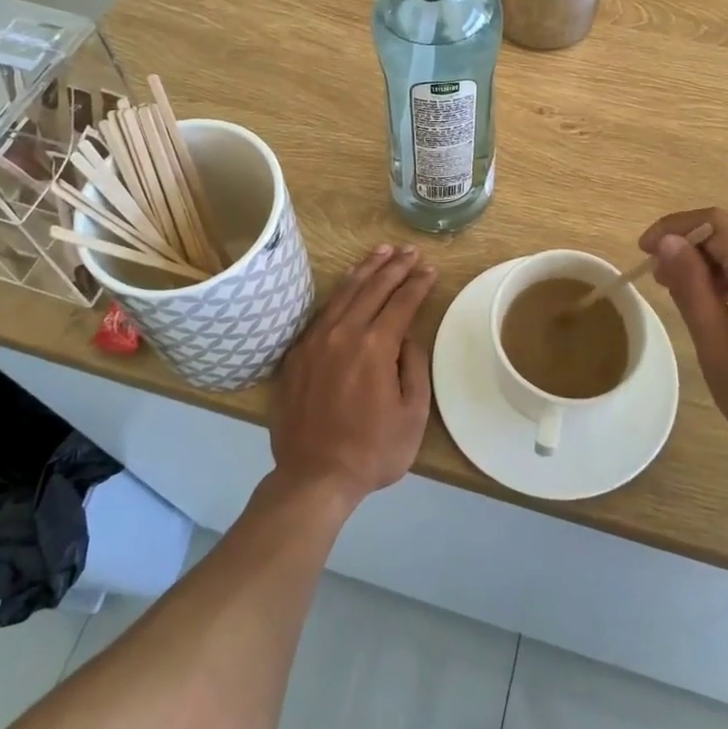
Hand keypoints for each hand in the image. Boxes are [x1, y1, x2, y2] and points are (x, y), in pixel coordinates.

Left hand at [269, 244, 436, 512]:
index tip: (430, 269)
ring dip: (366, 268)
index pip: (402, 301)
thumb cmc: (372, 451)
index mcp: (376, 346)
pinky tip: (348, 283)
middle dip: (395, 266)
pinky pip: (322, 311)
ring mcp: (316, 340)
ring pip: (345, 292)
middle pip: (373, 287)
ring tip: (381, 251)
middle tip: (410, 251)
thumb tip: (407, 337)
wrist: (313, 477)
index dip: (418, 282)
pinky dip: (340, 291)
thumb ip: (414, 367)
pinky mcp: (297, 352)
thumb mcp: (413, 414)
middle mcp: (345, 333)